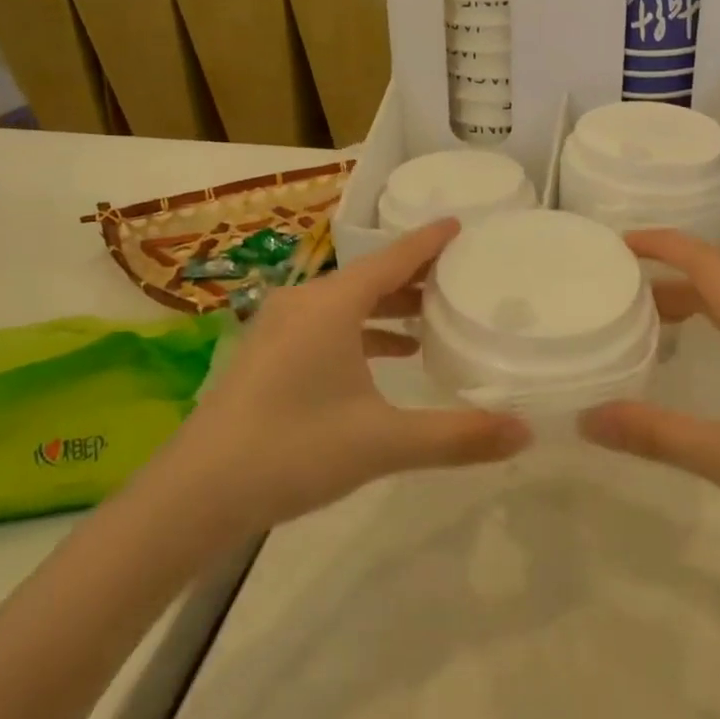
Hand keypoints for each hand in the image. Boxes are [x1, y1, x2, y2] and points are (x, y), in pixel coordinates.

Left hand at [169, 218, 530, 535]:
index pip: (393, 258)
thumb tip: (525, 432)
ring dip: (387, 308)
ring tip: (429, 322)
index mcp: (332, 305)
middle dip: (415, 277)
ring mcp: (279, 328)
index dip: (430, 241)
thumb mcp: (382, 442)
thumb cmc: (293, 450)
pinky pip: (326, 326)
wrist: (194, 494)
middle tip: (459, 279)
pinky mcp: (267, 355)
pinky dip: (361, 332)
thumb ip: (456, 436)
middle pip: (371, 277)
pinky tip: (384, 360)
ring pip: (347, 304)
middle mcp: (305, 304)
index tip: (460, 224)